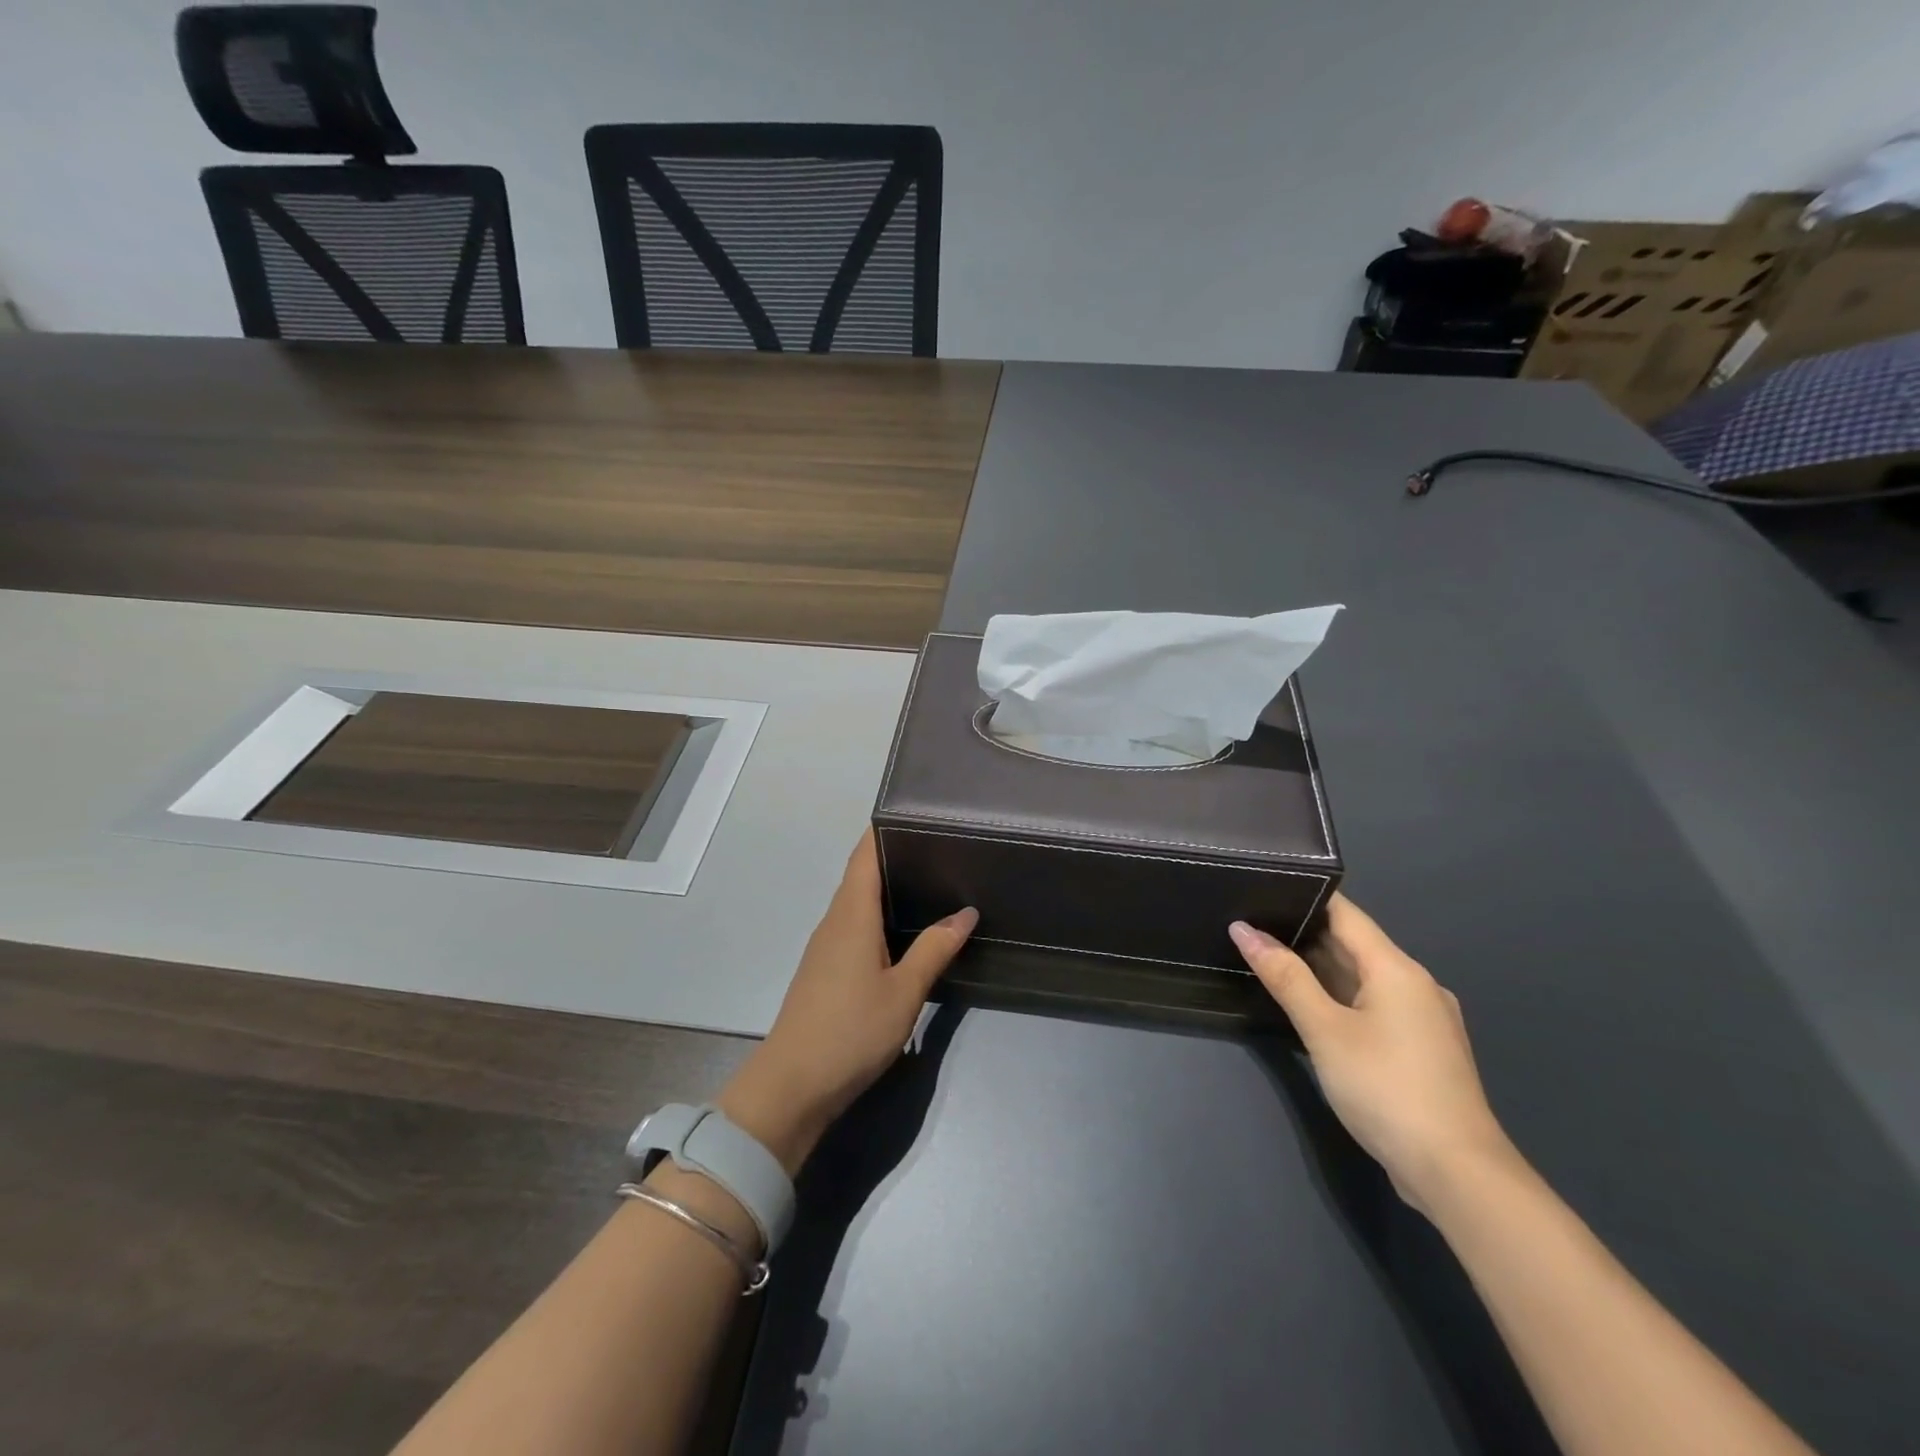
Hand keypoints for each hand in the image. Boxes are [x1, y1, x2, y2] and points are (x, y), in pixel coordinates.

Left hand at [717, 832, 976, 1176]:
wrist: (792, 1086)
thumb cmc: (851, 1031)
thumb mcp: (904, 992)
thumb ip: (935, 948)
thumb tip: (966, 912)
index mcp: (851, 915)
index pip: (864, 855)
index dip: (884, 829)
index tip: (916, 812)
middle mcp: (834, 921)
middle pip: (861, 874)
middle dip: (893, 855)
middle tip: (939, 845)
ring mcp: (826, 946)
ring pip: (857, 902)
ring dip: (886, 887)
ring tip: (930, 880)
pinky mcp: (825, 969)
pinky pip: (854, 926)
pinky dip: (878, 916)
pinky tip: (904, 929)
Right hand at [1230, 895, 1516, 1217]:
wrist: (1458, 1175)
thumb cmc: (1386, 1088)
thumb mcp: (1324, 1030)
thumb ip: (1285, 976)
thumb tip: (1244, 930)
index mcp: (1397, 969)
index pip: (1346, 914)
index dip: (1305, 897)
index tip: (1262, 887)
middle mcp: (1416, 985)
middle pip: (1354, 944)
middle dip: (1304, 934)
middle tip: (1251, 924)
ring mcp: (1423, 1019)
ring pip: (1363, 978)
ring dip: (1320, 969)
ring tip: (1268, 959)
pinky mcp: (1421, 1049)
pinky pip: (1374, 1006)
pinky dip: (1340, 998)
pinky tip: (1309, 1007)